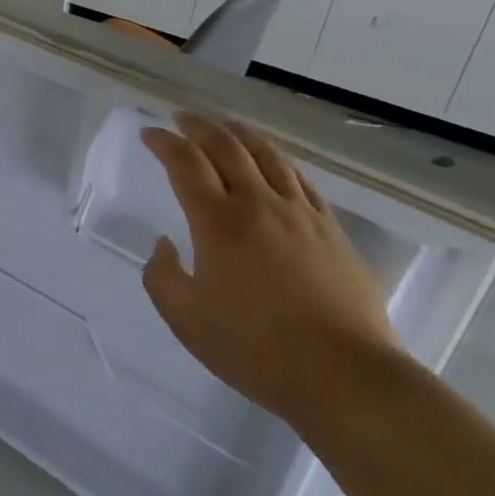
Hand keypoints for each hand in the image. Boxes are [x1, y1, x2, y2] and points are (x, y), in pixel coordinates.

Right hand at [140, 114, 401, 423]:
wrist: (345, 376)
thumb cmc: (257, 349)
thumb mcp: (187, 321)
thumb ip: (162, 276)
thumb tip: (165, 243)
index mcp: (218, 222)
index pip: (185, 163)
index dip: (164, 142)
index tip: (149, 134)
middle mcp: (257, 204)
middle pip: (225, 146)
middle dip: (199, 127)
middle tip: (182, 119)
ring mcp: (299, 212)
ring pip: (266, 154)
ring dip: (239, 133)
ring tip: (225, 126)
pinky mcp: (330, 228)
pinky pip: (300, 178)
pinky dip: (277, 158)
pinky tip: (273, 160)